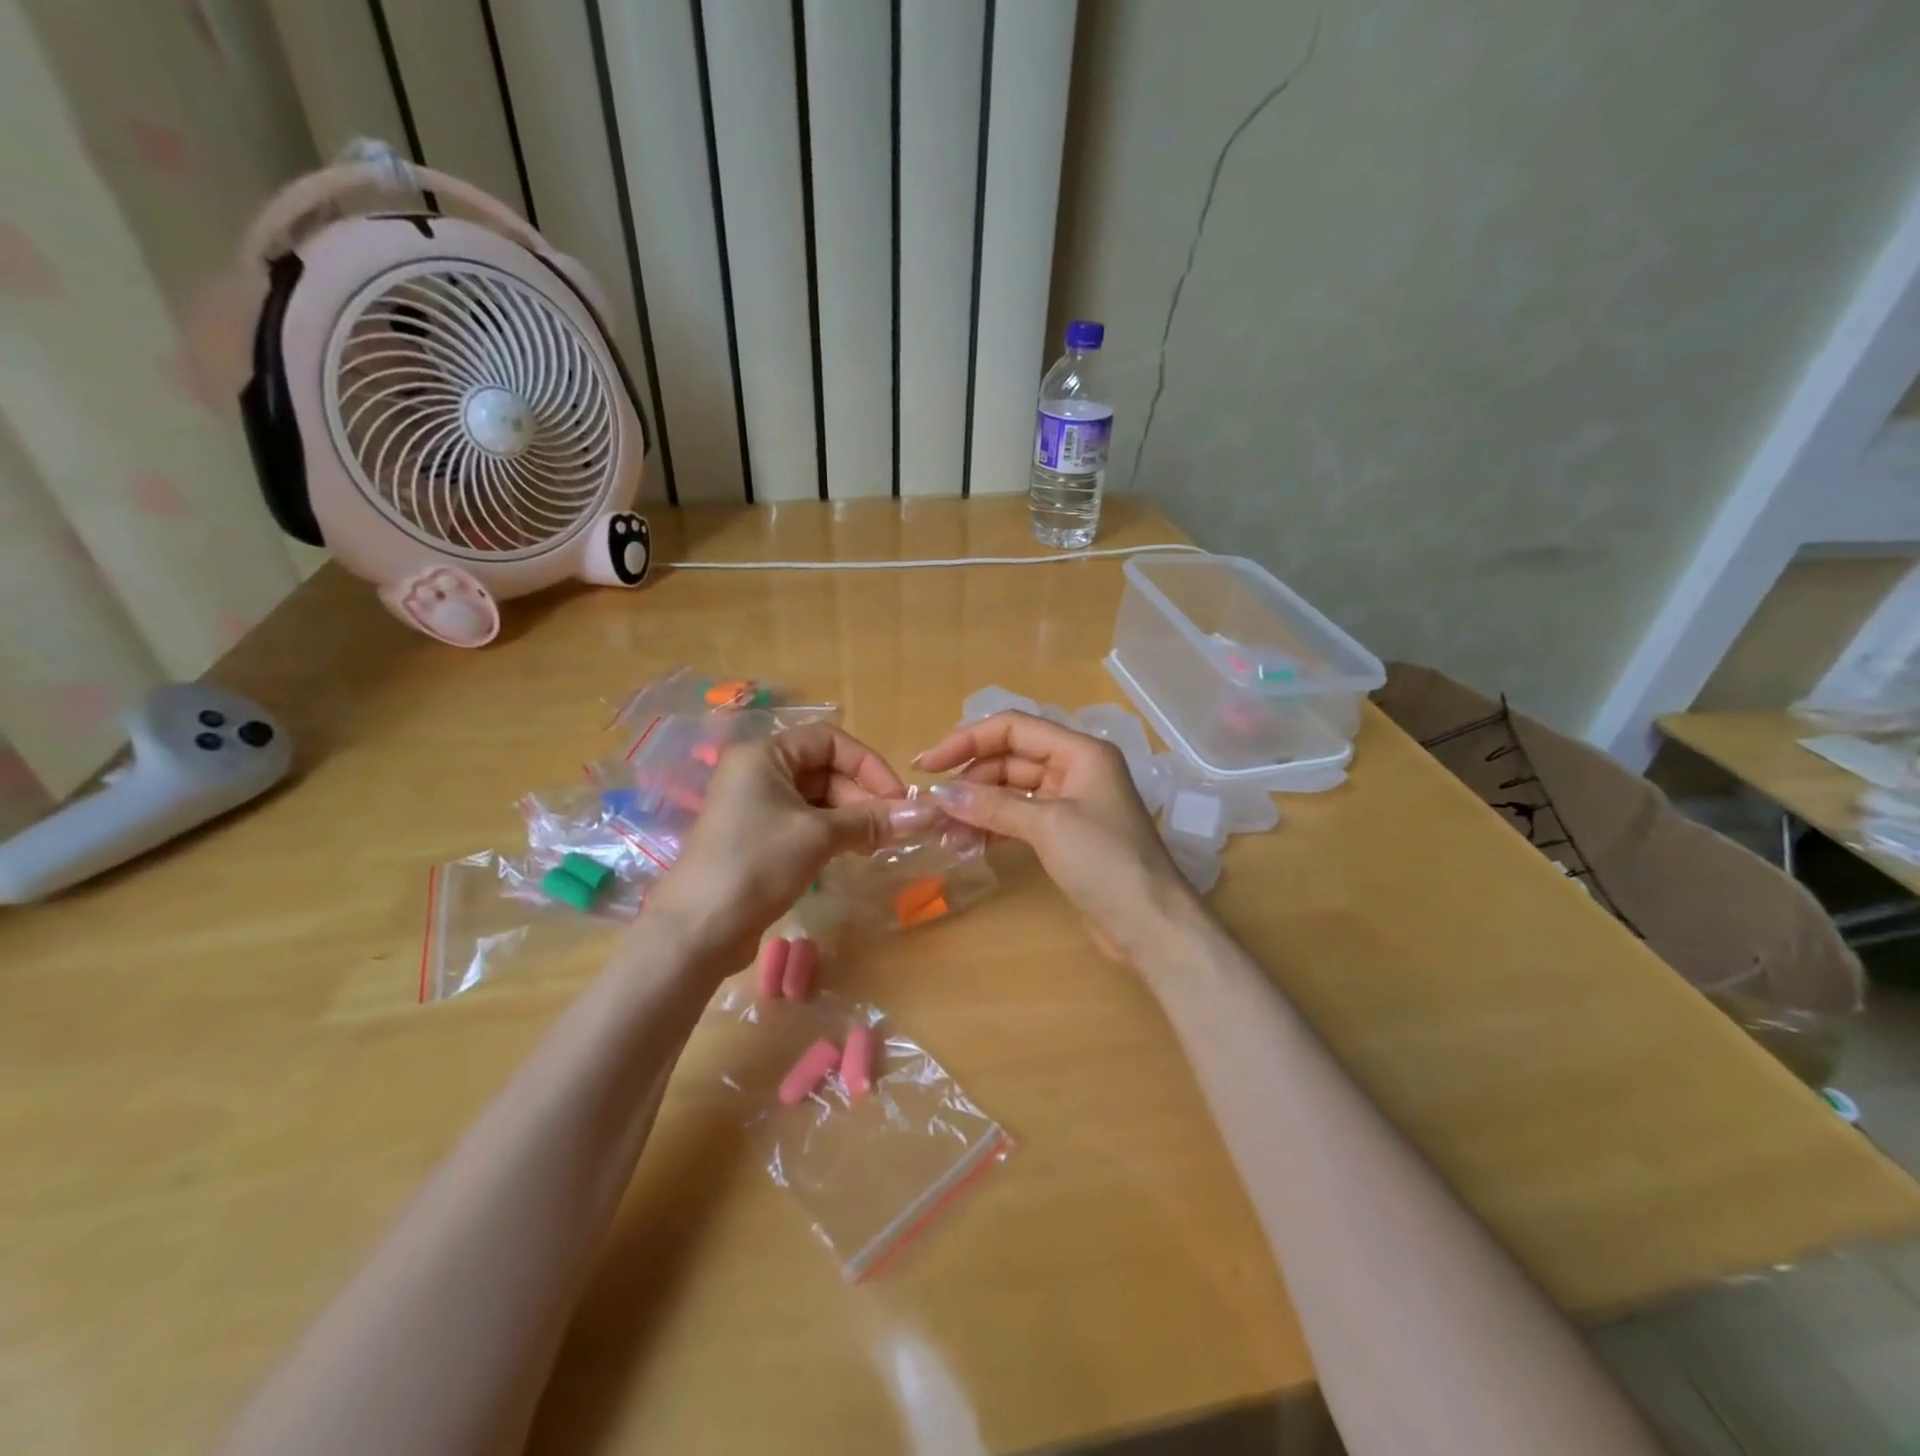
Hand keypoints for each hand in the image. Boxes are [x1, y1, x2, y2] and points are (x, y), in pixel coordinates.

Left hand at [639, 722, 935, 973]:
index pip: (830, 740)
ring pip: (817, 799)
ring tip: (876, 845)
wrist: (698, 930)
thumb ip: (872, 820)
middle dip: (862, 796)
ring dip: (851, 817)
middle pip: (825, 769)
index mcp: (765, 755)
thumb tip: (928, 814)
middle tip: (890, 830)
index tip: (897, 799)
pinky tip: (852, 853)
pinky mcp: (758, 837)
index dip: (868, 764)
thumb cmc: (757, 864)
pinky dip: (832, 833)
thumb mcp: (819, 836)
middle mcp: (758, 772)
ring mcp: (756, 806)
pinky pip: (805, 822)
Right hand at [915, 711, 1197, 962]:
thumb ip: (993, 805)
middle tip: (932, 804)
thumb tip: (939, 795)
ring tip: (943, 830)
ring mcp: (1070, 802)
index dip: (966, 740)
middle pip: (1010, 758)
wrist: (1150, 923)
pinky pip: (1019, 817)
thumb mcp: (1048, 825)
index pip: (1013, 728)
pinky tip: (967, 842)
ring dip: (977, 805)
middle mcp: (1075, 768)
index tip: (927, 765)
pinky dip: (993, 826)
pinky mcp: (1064, 834)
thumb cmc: (1105, 861)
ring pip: (1012, 790)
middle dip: (970, 778)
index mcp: (1080, 751)